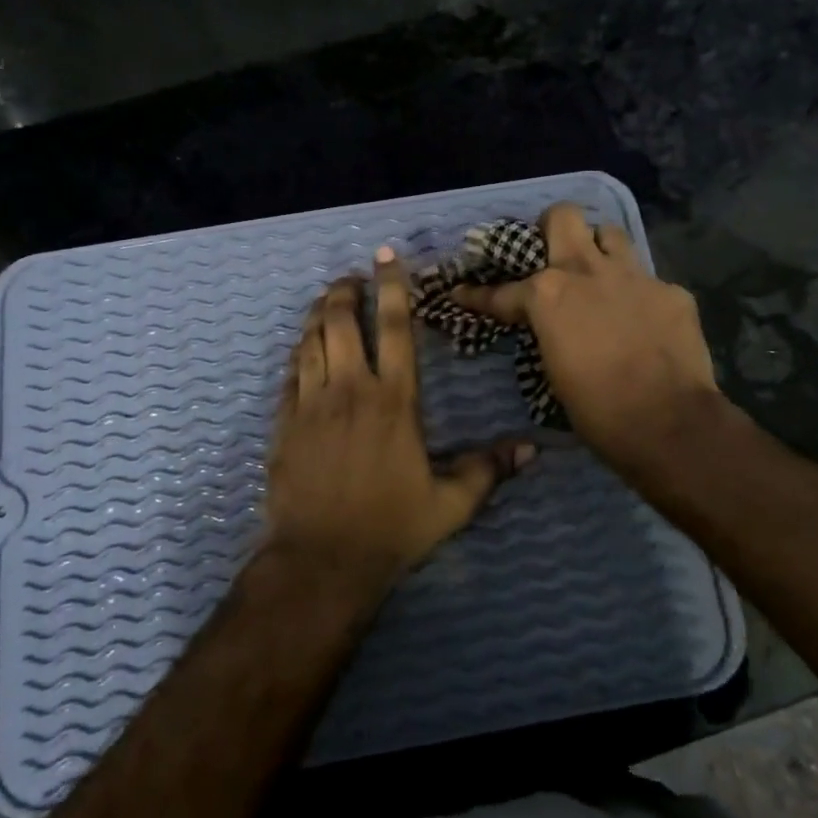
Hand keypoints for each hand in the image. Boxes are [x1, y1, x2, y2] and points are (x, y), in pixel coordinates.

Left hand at [265, 247, 534, 585]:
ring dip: (318, 314)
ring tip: (327, 300)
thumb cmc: (391, 528)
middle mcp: (350, 390)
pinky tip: (304, 347)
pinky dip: (298, 351)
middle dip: (345, 291)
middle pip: (341, 321)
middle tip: (352, 278)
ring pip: (311, 340)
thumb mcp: (450, 503)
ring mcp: (311, 404)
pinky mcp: (284, 423)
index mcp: (394, 400)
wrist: (321, 561)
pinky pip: (290, 373)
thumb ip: (488, 470)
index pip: (394, 328)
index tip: (386, 257)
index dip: (392, 287)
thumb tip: (533, 450)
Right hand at [453, 203, 725, 475]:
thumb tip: (548, 329)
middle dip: (551, 226)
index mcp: (548, 295)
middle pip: (563, 217)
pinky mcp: (671, 291)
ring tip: (598, 273)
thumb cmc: (598, 410)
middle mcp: (587, 272)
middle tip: (551, 250)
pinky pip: (648, 280)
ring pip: (610, 234)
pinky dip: (639, 295)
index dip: (477, 294)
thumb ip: (548, 334)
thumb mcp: (553, 371)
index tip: (462, 291)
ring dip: (599, 249)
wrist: (668, 424)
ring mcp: (634, 276)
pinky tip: (643, 319)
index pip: (502, 290)